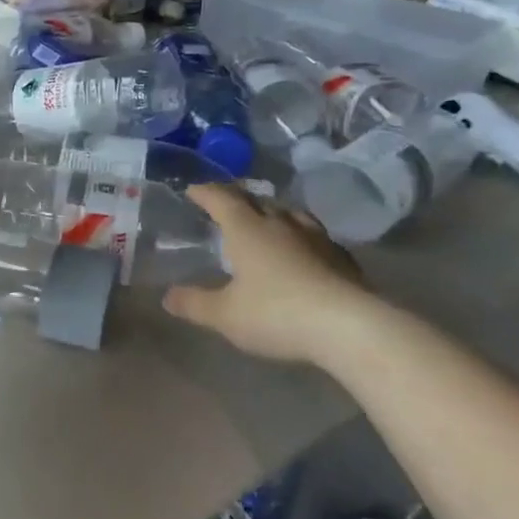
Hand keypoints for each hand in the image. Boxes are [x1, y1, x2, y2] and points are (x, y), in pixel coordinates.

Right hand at [163, 184, 379, 363]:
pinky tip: (305, 251)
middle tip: (225, 203)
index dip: (205, 193)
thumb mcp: (225, 315)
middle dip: (238, 198)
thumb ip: (195, 303)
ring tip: (266, 220)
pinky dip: (302, 237)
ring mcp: (316, 238)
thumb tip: (167, 296)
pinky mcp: (342, 258)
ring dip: (274, 212)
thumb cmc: (276, 314)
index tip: (192, 190)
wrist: (350, 327)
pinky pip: (316, 237)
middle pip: (257, 200)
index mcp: (247, 229)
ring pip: (291, 214)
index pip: (221, 199)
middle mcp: (281, 224)